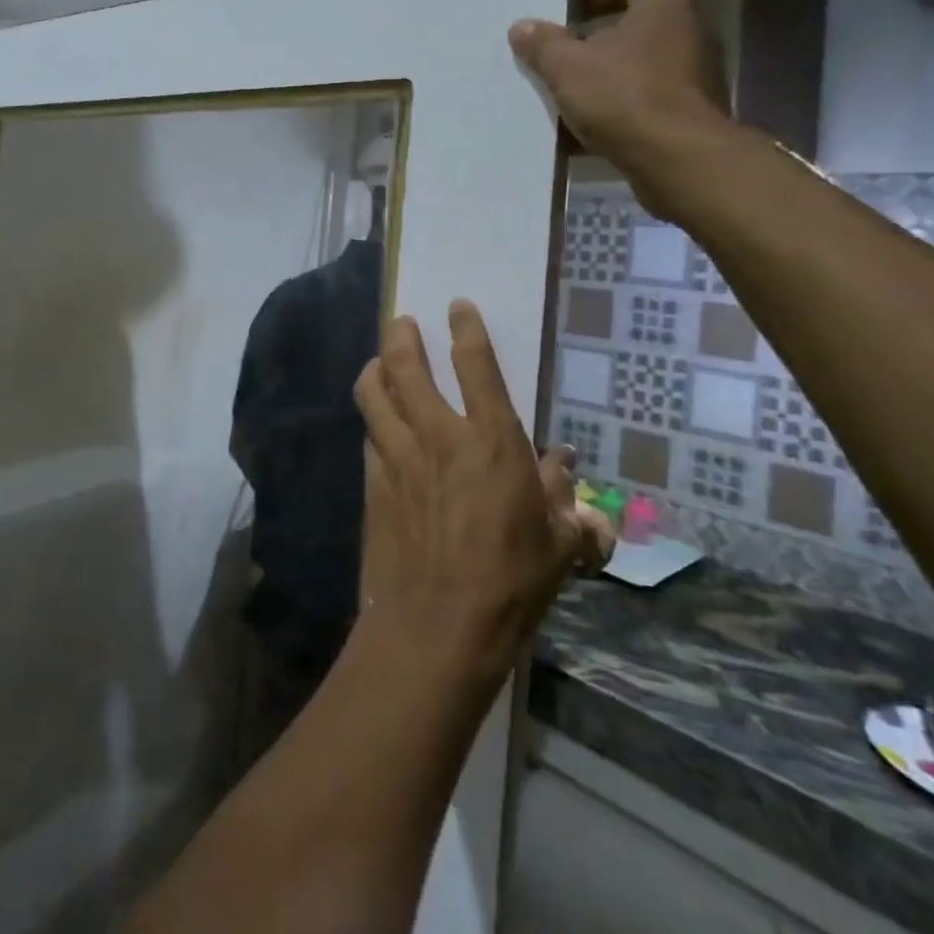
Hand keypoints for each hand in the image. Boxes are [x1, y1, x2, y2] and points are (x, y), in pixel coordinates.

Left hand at [353, 302, 615, 687]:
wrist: (437, 628)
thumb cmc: (510, 584)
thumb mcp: (557, 544)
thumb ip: (564, 498)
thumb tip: (564, 465)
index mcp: (491, 441)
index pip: (475, 365)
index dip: (466, 329)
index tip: (457, 306)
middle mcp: (438, 435)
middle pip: (405, 365)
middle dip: (401, 335)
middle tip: (402, 323)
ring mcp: (397, 457)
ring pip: (373, 393)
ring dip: (375, 369)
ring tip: (379, 362)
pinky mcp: (372, 483)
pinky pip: (368, 435)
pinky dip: (373, 420)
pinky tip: (378, 426)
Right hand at [508, 0, 734, 213]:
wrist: (677, 158)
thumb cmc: (623, 96)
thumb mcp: (567, 67)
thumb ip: (542, 43)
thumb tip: (521, 26)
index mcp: (664, 1)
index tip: (564, 16)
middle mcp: (689, 27)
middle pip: (633, 24)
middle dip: (594, 40)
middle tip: (560, 56)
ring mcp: (695, 71)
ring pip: (638, 66)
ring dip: (604, 77)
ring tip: (568, 95)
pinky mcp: (692, 110)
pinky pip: (646, 99)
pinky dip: (619, 108)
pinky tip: (587, 130)